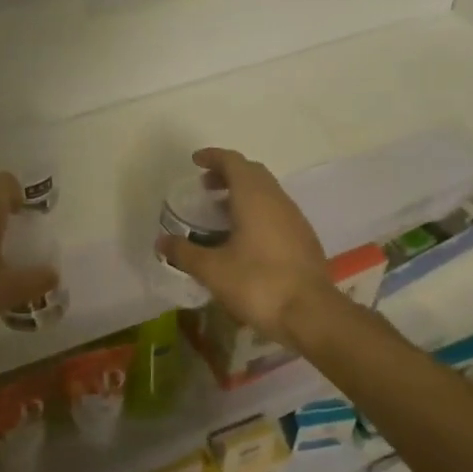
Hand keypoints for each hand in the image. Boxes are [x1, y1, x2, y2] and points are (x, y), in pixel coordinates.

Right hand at [157, 148, 337, 347]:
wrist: (311, 314)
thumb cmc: (258, 283)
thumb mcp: (213, 270)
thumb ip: (184, 252)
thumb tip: (161, 242)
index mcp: (254, 197)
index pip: (233, 162)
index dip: (213, 157)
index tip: (195, 161)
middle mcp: (277, 199)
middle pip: (252, 172)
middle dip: (227, 173)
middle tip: (205, 187)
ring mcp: (295, 218)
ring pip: (267, 192)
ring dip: (243, 193)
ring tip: (221, 213)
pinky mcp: (304, 238)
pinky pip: (276, 211)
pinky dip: (257, 211)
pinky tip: (245, 237)